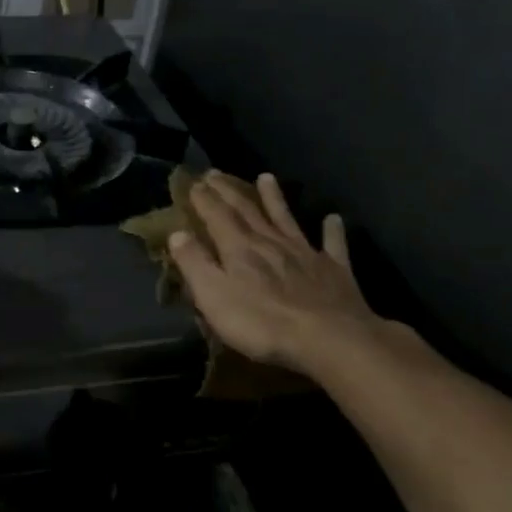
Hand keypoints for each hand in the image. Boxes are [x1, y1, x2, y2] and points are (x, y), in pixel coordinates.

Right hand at [170, 171, 382, 377]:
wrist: (329, 339)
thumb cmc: (262, 322)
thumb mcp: (213, 296)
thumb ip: (194, 263)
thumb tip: (176, 233)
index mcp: (239, 248)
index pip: (216, 216)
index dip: (204, 199)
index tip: (194, 182)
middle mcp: (270, 242)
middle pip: (247, 210)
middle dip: (229, 191)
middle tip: (216, 173)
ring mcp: (305, 253)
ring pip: (286, 219)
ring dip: (275, 198)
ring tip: (266, 177)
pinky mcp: (334, 270)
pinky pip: (332, 245)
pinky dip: (332, 230)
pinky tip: (333, 218)